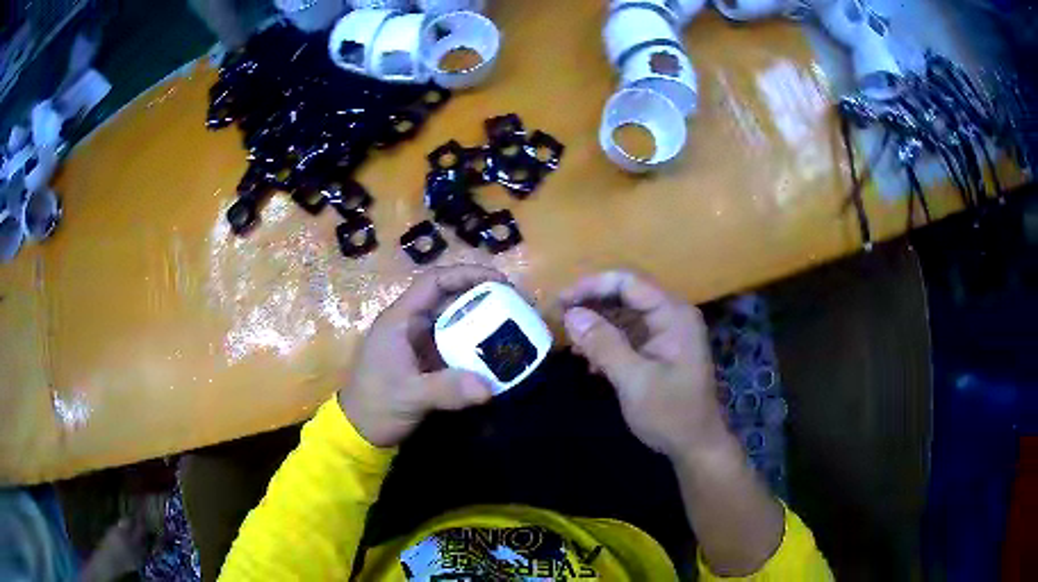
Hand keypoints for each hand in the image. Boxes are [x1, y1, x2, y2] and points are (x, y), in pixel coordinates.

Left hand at [338, 265, 506, 447]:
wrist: (361, 432)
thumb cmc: (376, 405)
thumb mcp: (410, 396)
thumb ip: (446, 390)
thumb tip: (488, 388)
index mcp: (400, 320)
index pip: (434, 282)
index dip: (466, 275)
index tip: (499, 282)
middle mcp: (411, 325)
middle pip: (449, 299)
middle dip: (481, 297)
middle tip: (516, 305)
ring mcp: (419, 344)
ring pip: (454, 322)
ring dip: (481, 321)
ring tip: (513, 326)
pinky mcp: (427, 361)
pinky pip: (455, 344)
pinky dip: (475, 345)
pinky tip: (496, 354)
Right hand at [560, 271, 727, 459]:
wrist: (695, 445)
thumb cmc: (670, 413)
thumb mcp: (634, 380)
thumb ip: (604, 344)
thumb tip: (571, 315)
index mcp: (673, 314)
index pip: (629, 282)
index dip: (592, 286)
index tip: (561, 301)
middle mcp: (671, 315)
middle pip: (625, 294)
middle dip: (591, 305)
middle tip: (559, 319)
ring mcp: (666, 332)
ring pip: (624, 314)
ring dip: (596, 326)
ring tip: (572, 345)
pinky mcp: (658, 348)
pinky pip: (628, 333)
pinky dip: (606, 342)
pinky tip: (591, 363)